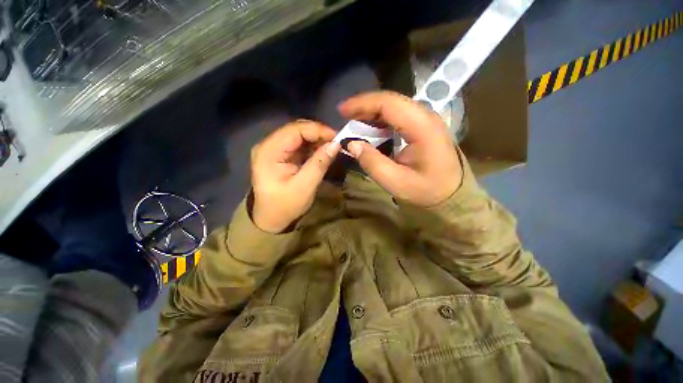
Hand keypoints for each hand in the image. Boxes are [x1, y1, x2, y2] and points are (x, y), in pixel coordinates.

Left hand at [250, 120, 340, 232]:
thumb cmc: (285, 205)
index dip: (317, 130)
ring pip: (298, 135)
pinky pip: (297, 144)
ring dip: (316, 139)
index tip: (337, 138)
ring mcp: (272, 149)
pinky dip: (311, 146)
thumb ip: (320, 163)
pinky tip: (321, 152)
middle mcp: (268, 145)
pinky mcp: (279, 154)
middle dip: (318, 133)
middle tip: (336, 142)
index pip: (295, 130)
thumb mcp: (305, 186)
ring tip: (331, 147)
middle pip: (295, 129)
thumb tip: (336, 144)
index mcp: (269, 152)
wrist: (271, 219)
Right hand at [338, 91, 462, 206]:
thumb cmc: (426, 191)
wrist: (451, 195)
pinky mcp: (423, 126)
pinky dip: (380, 120)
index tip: (341, 111)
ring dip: (371, 112)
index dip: (362, 104)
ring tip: (353, 123)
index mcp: (421, 127)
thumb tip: (351, 144)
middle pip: (390, 100)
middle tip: (344, 116)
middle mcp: (426, 116)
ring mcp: (426, 120)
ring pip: (394, 106)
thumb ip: (372, 162)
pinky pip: (398, 116)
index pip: (388, 103)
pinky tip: (370, 129)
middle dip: (364, 106)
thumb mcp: (396, 182)